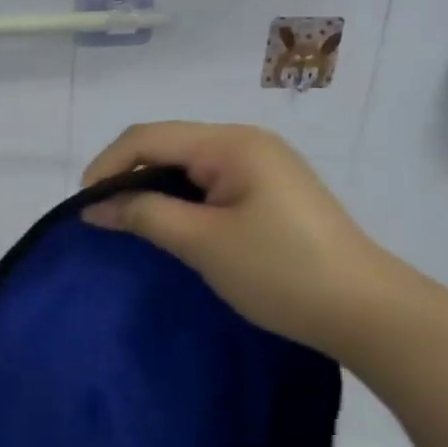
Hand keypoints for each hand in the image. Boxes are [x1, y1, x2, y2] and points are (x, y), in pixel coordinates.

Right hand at [79, 121, 397, 351]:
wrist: (364, 309)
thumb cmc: (280, 271)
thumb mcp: (202, 243)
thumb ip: (144, 215)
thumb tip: (94, 207)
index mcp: (232, 143)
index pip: (150, 137)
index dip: (108, 165)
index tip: (83, 207)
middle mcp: (247, 141)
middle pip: (168, 144)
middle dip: (128, 175)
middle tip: (103, 218)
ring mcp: (262, 165)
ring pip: (188, 165)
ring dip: (154, 189)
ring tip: (130, 223)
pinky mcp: (270, 190)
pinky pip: (210, 183)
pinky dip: (181, 200)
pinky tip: (172, 225)